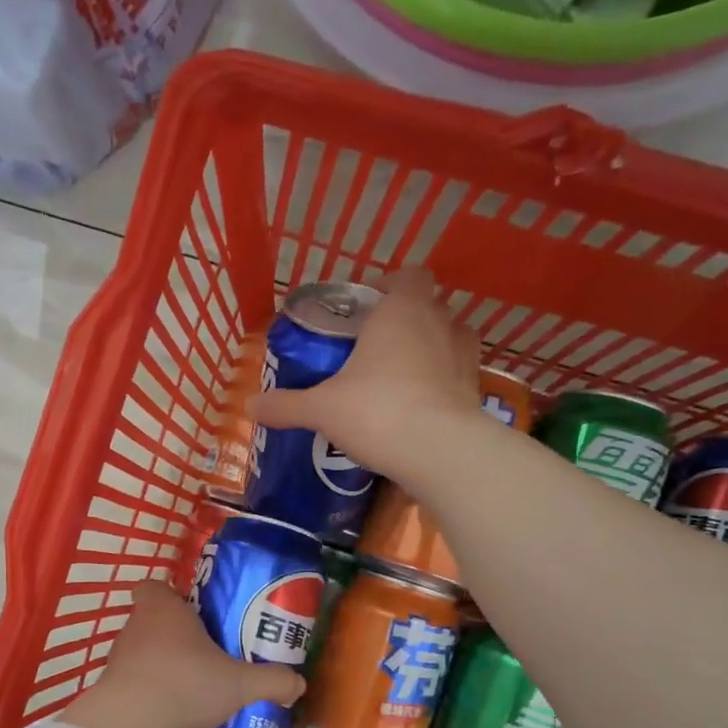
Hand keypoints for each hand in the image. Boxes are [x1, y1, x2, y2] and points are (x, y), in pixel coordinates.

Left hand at [60, 581, 305, 727]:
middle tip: (207, 650)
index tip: (194, 611)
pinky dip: (149, 688)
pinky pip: (134, 679)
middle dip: (176, 633)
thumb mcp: (239, 684)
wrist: (130, 725)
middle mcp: (137, 625)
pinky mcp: (110, 686)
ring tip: (192, 683)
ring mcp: (119, 656)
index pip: (155, 586)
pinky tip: (171, 708)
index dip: (171, 595)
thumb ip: (271, 681)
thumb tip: (299, 683)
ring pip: (143, 649)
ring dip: (162, 662)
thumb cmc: (186, 684)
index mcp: (164, 608)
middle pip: (153, 618)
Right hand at [248, 269, 475, 477]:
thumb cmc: (376, 410)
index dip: (390, 286)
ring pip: (450, 338)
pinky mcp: (477, 390)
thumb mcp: (321, 409)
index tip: (367, 308)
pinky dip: (443, 383)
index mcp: (401, 310)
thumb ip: (286, 404)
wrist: (438, 451)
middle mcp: (440, 323)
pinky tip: (420, 406)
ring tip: (401, 376)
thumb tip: (249, 405)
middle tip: (375, 347)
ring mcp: (465, 356)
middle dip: (406, 321)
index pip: (409, 276)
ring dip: (430, 349)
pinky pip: (458, 375)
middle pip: (429, 306)